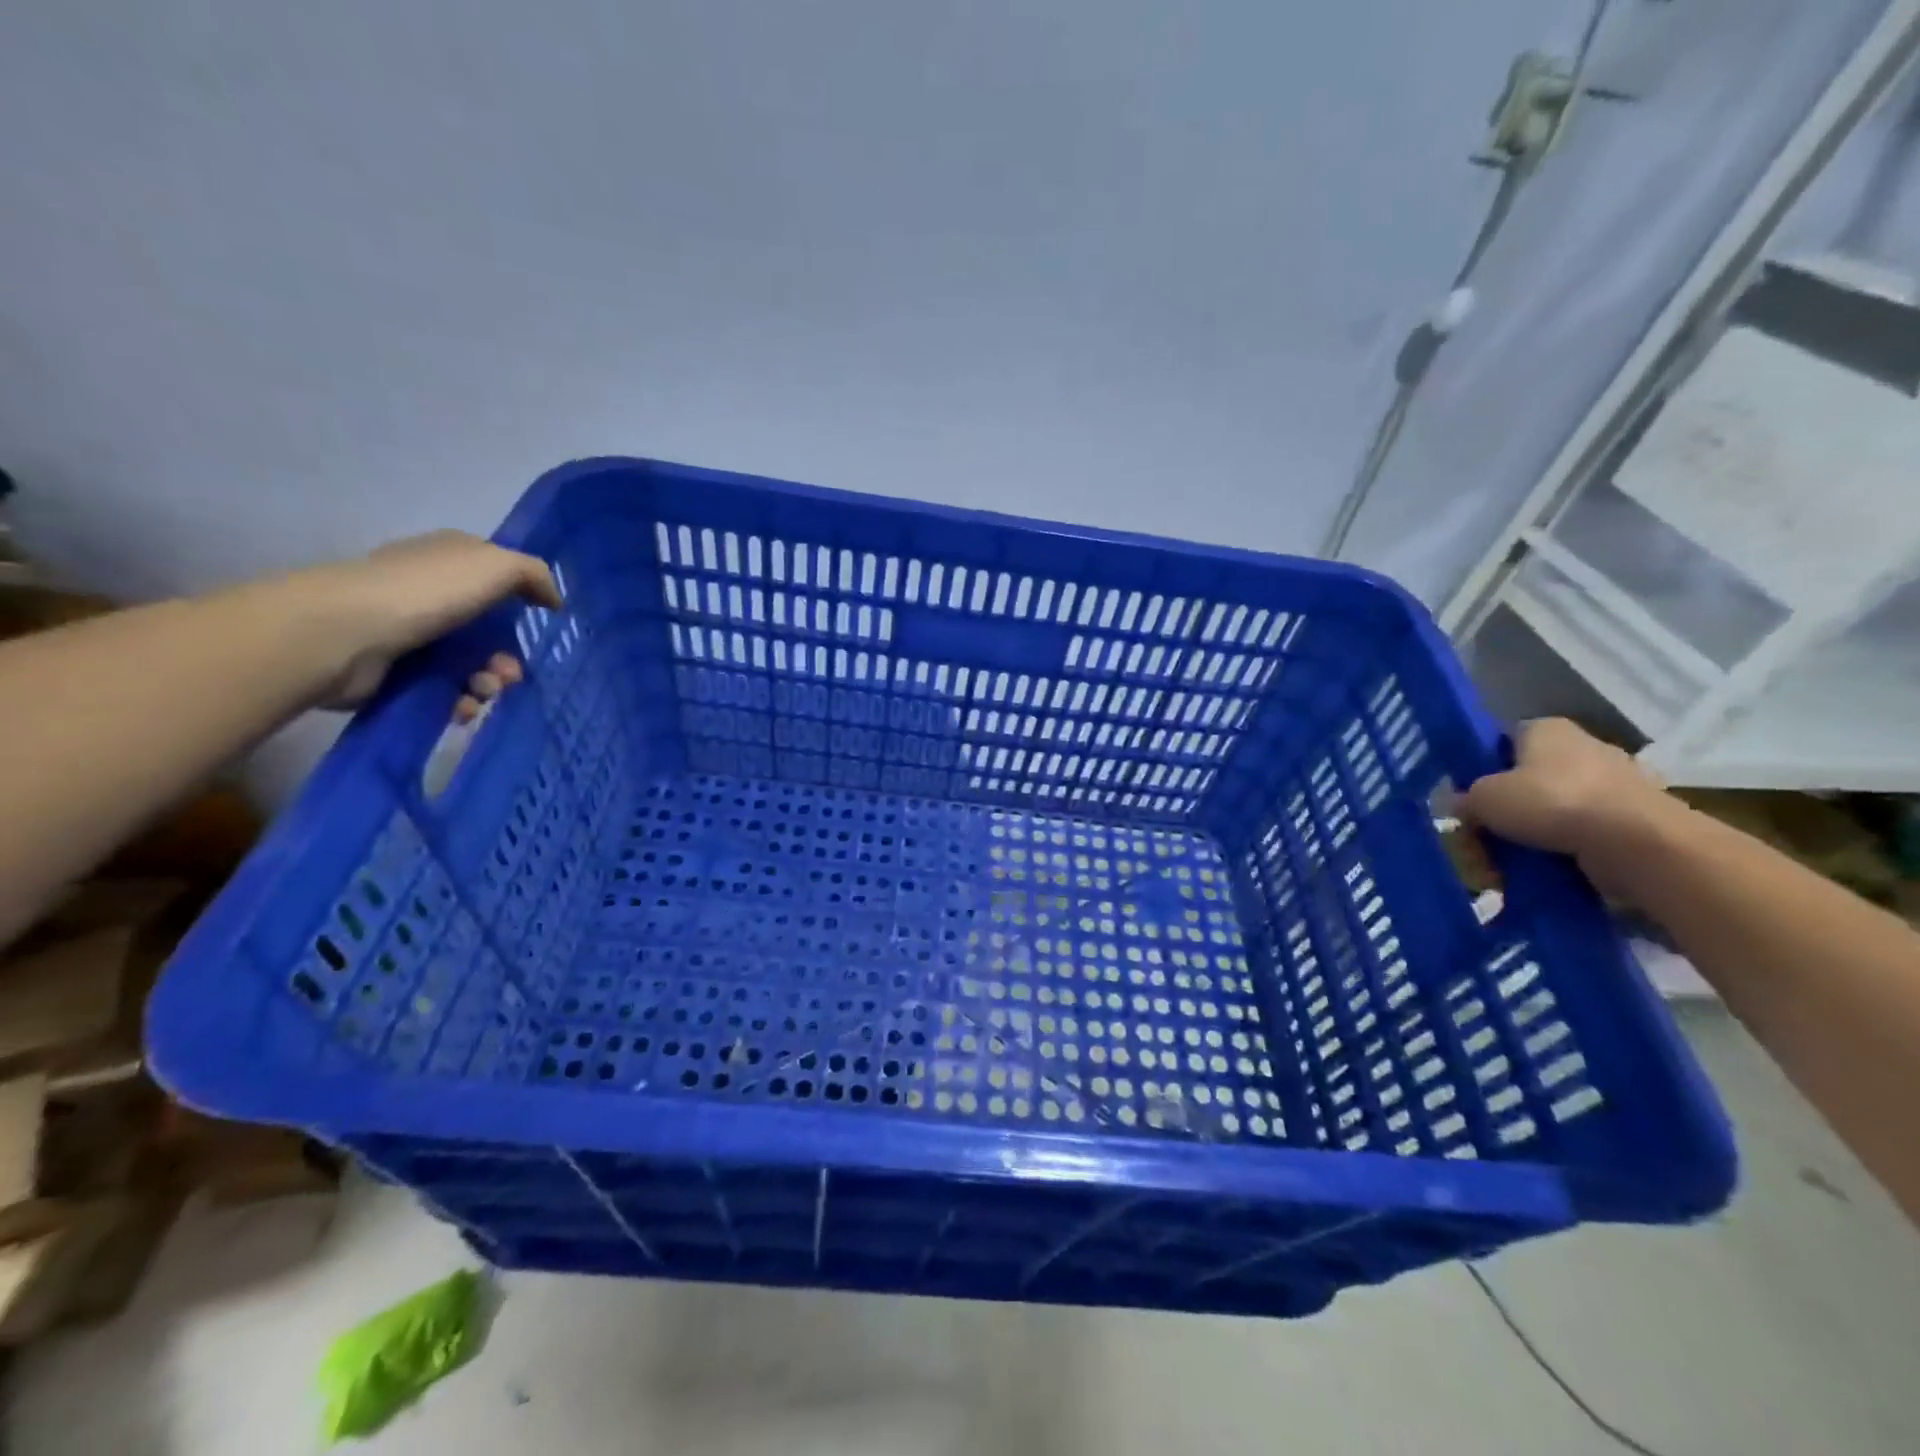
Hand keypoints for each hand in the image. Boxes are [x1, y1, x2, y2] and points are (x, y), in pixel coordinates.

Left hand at [292, 531, 561, 707]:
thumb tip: (554, 599)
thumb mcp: (496, 565)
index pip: (497, 577)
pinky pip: (444, 689)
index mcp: (450, 559)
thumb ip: (534, 575)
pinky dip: (461, 701)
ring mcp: (411, 632)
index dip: (524, 602)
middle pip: (489, 630)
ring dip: (489, 683)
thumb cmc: (426, 592)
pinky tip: (463, 707)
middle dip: (508, 656)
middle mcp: (430, 591)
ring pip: (470, 663)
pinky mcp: (397, 670)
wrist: (344, 634)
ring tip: (484, 692)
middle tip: (511, 674)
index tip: (540, 629)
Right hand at [1460, 718, 1683, 900]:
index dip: (1482, 765)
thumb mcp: (1484, 799)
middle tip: (1490, 828)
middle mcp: (1587, 744)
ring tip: (1520, 854)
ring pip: (1564, 802)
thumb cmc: (1551, 803)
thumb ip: (1465, 799)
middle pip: (1534, 772)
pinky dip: (1574, 844)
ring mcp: (1621, 779)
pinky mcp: (1642, 814)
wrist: (1637, 843)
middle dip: (1514, 800)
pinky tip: (1554, 864)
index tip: (1470, 794)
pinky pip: (1593, 828)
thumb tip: (1459, 806)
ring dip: (1544, 825)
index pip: (1503, 739)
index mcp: (1547, 728)